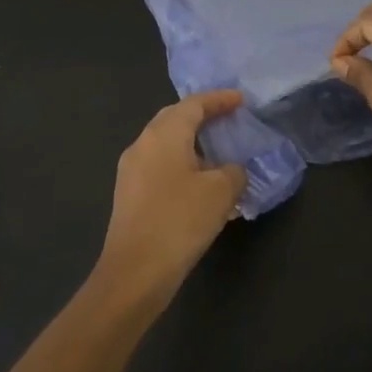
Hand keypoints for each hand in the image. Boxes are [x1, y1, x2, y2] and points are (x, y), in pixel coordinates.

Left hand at [91, 91, 247, 311]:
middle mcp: (142, 145)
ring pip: (165, 144)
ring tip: (219, 153)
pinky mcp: (130, 196)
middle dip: (201, 116)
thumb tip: (230, 171)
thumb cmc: (179, 221)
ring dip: (192, 144)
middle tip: (228, 119)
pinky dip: (183, 165)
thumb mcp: (221, 192)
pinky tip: (201, 185)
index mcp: (163, 135)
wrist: (135, 272)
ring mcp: (131, 171)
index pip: (193, 104)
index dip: (219, 99)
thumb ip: (233, 172)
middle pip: (173, 119)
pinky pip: (160, 167)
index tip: (241, 100)